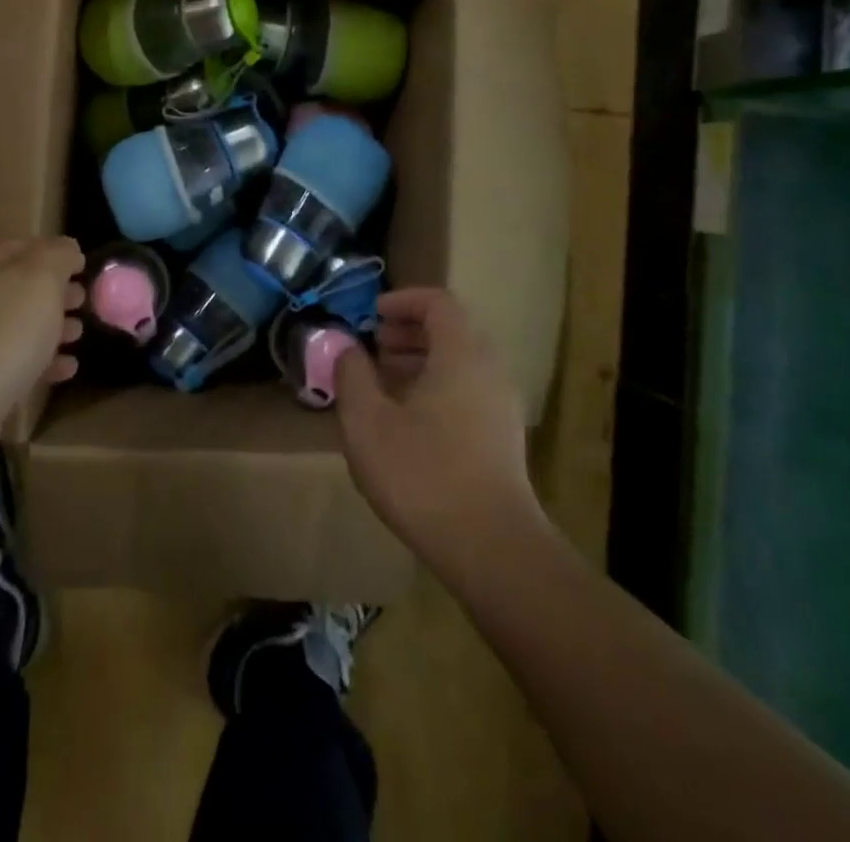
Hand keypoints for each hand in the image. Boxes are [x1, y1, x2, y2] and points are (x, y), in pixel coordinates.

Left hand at [0, 238, 84, 474]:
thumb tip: (69, 248)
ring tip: (80, 334)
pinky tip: (68, 369)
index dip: (54, 251)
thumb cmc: (5, 333)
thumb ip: (58, 257)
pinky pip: (22, 364)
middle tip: (85, 299)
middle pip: (24, 288)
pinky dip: (47, 363)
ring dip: (54, 327)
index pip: (24, 248)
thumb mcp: (40, 281)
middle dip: (57, 291)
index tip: (83, 263)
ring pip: (24, 326)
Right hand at [336, 288, 541, 570]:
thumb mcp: (368, 421)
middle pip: (451, 331)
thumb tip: (347, 348)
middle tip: (373, 347)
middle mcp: (489, 371)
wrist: (492, 549)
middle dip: (408, 332)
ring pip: (460, 364)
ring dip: (420, 361)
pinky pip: (467, 391)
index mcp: (461, 355)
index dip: (402, 300)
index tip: (371, 314)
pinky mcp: (503, 439)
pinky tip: (407, 421)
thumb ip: (352, 374)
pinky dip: (436, 387)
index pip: (438, 302)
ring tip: (383, 383)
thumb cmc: (423, 474)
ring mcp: (501, 407)